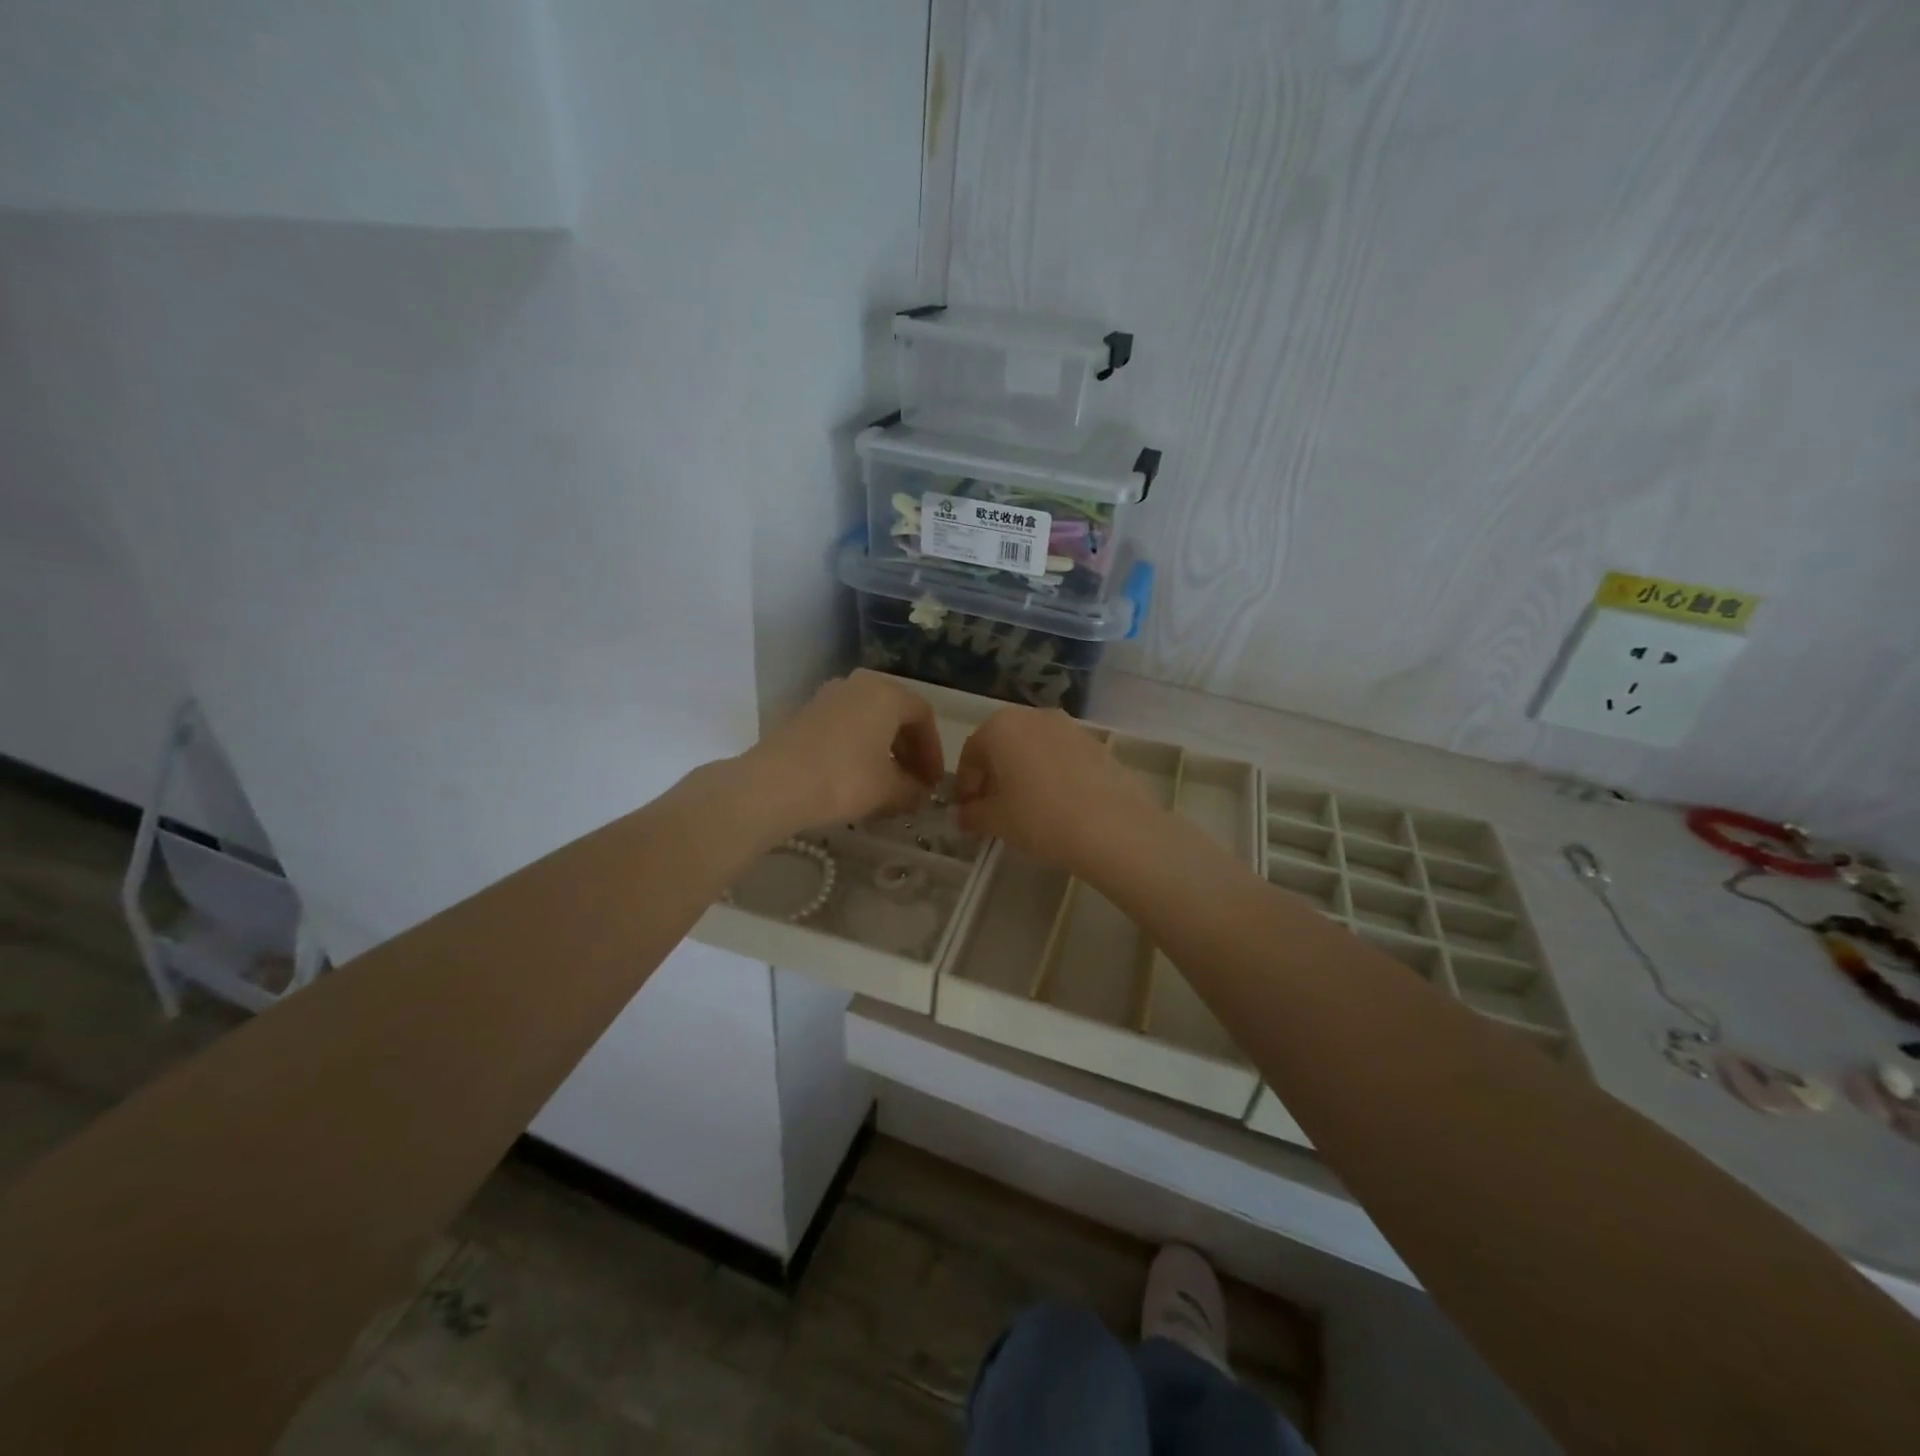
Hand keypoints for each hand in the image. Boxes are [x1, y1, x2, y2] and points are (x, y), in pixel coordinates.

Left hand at [744, 675, 944, 833]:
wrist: (774, 784)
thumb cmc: (844, 779)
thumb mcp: (888, 790)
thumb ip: (912, 790)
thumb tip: (920, 794)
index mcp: (886, 694)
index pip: (923, 716)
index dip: (934, 750)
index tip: (933, 782)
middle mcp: (858, 685)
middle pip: (895, 713)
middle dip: (909, 749)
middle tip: (914, 782)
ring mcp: (828, 697)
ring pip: (868, 720)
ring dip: (884, 749)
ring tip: (886, 783)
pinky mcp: (805, 714)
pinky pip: (845, 727)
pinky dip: (858, 748)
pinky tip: (856, 778)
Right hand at [954, 707, 1157, 868]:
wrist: (1112, 826)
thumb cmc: (1039, 817)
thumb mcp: (996, 821)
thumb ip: (973, 814)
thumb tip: (964, 815)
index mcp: (1001, 726)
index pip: (971, 752)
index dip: (965, 783)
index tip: (967, 809)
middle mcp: (1034, 716)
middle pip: (1003, 745)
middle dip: (994, 775)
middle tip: (993, 809)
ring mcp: (1070, 726)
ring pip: (1034, 748)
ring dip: (1023, 773)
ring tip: (1026, 808)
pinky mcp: (1096, 744)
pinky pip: (1061, 756)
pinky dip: (1051, 774)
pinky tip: (1057, 805)